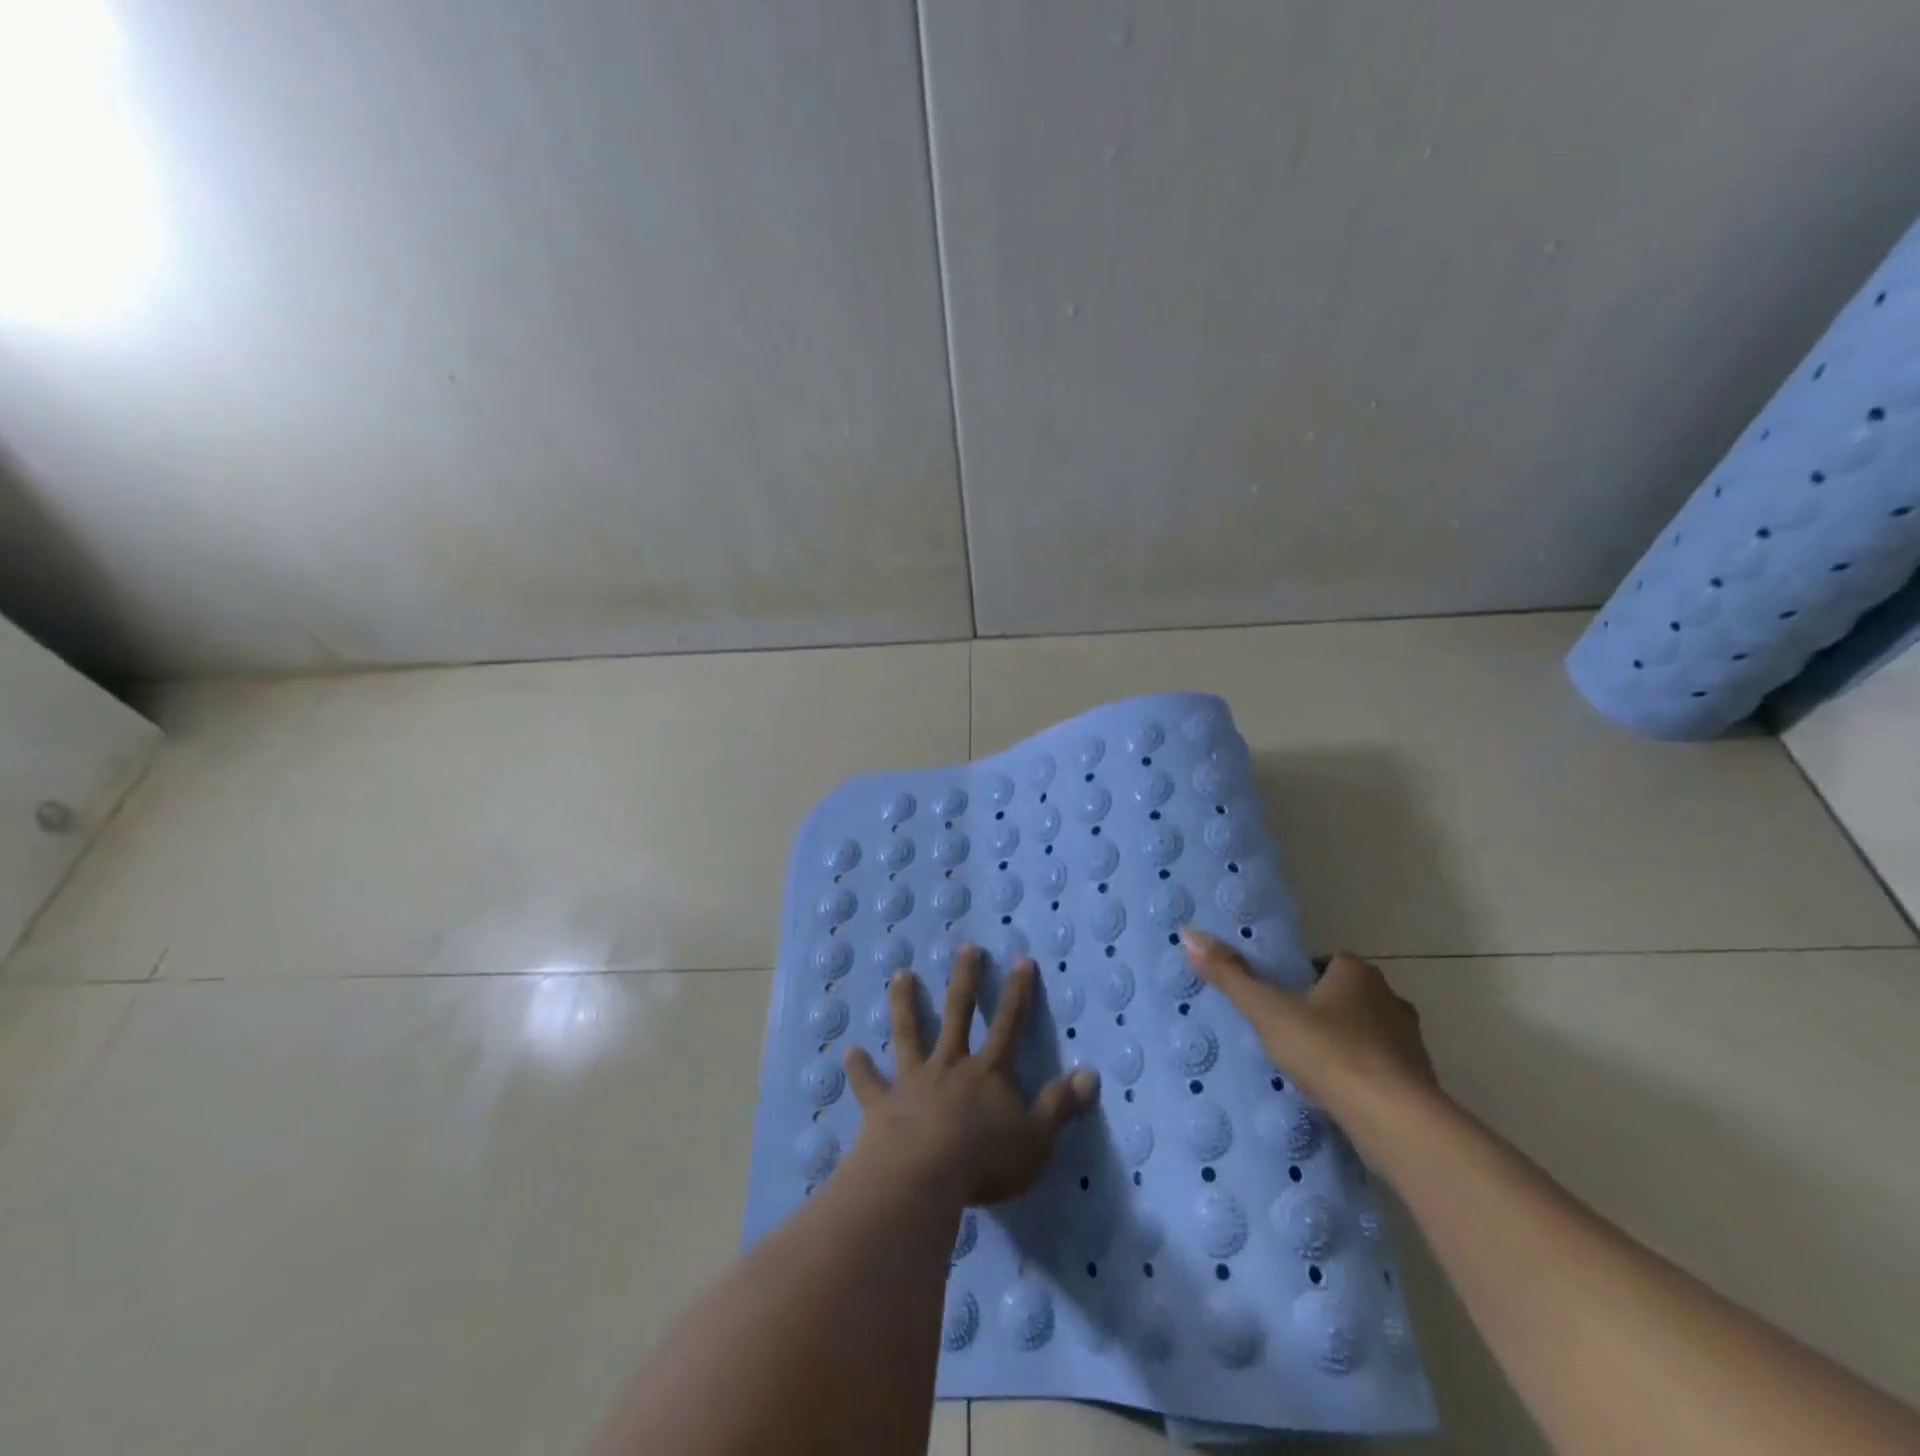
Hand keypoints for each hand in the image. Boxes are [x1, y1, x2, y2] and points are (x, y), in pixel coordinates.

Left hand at [845, 946, 1099, 1206]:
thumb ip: (1060, 1106)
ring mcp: (914, 1081)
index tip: (1020, 960)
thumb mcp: (1036, 1138)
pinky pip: (870, 1084)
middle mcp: (950, 1066)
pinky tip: (849, 1052)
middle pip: (958, 1014)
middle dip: (964, 980)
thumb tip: (1090, 1074)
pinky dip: (860, 1069)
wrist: (922, 1175)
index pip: (1008, 1025)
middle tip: (965, 948)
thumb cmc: (984, 1160)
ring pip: (909, 1034)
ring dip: (905, 1004)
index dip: (1017, 993)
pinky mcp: (883, 1104)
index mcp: (988, 1073)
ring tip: (900, 975)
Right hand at [1180, 927, 1438, 1156]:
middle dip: (1321, 1011)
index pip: (1326, 962)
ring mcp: (1410, 1042)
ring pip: (1367, 1033)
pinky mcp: (1419, 1082)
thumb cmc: (1328, 1051)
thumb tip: (1188, 933)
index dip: (1301, 977)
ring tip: (1308, 1068)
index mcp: (1357, 973)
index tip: (1277, 1000)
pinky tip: (1336, 1096)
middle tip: (1286, 1033)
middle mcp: (1390, 998)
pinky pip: (1381, 1069)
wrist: (1395, 1120)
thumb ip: (1230, 975)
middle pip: (1347, 996)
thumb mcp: (1268, 1011)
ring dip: (1342, 1045)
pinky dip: (1361, 1077)